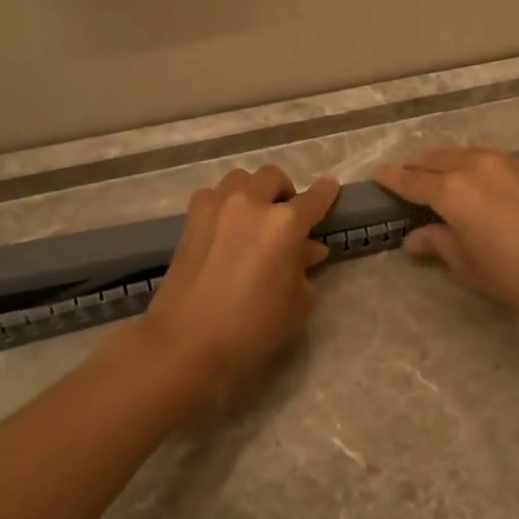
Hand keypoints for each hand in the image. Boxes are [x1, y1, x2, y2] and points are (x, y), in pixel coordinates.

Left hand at [139, 165, 339, 412]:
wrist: (187, 341)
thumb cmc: (252, 327)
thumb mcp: (296, 303)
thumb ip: (305, 268)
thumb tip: (308, 249)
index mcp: (285, 224)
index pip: (314, 198)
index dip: (326, 192)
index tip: (331, 187)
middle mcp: (252, 204)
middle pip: (273, 177)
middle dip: (285, 191)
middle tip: (287, 216)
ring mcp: (217, 207)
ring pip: (241, 178)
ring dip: (253, 191)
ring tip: (254, 216)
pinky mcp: (192, 219)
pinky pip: (213, 195)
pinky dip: (224, 202)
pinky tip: (226, 225)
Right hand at [373, 147, 518, 315]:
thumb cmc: (518, 272)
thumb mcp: (469, 266)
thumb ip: (439, 245)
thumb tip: (413, 239)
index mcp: (452, 191)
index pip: (412, 181)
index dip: (392, 179)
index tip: (377, 176)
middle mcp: (472, 166)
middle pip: (433, 161)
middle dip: (414, 167)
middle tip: (401, 177)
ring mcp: (501, 162)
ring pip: (459, 154)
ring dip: (440, 162)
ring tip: (431, 174)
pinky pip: (481, 156)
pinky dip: (464, 162)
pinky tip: (468, 175)